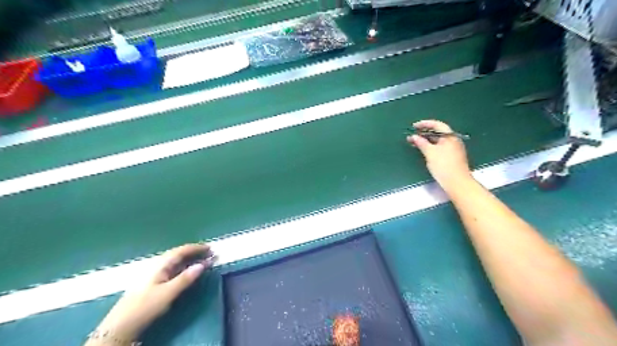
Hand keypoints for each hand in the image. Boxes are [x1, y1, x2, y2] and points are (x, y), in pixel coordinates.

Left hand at [86, 243, 214, 342]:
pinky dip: (184, 267)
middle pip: (179, 254)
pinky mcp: (153, 282)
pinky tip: (188, 271)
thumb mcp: (168, 293)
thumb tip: (203, 264)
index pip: (181, 250)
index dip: (197, 248)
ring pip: (176, 261)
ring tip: (203, 261)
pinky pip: (173, 268)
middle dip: (195, 252)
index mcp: (160, 264)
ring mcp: (154, 273)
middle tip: (210, 254)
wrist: (120, 326)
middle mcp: (157, 265)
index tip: (211, 248)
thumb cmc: (145, 306)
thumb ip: (186, 278)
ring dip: (190, 260)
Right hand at [409, 119, 473, 190]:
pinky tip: (423, 150)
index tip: (414, 126)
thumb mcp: (430, 152)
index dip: (424, 124)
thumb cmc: (444, 165)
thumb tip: (414, 136)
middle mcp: (453, 140)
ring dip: (426, 140)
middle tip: (412, 135)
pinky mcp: (451, 157)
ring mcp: (453, 149)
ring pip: (437, 141)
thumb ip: (421, 143)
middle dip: (424, 133)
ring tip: (414, 142)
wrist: (457, 182)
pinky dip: (430, 146)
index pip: (437, 125)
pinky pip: (439, 147)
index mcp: (450, 136)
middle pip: (437, 132)